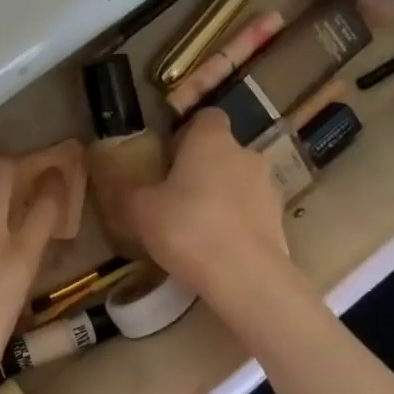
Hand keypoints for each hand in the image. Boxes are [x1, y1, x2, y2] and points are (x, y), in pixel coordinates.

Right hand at [113, 108, 291, 302]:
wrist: (245, 276)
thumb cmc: (188, 228)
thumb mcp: (140, 211)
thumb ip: (127, 192)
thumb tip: (113, 181)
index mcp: (212, 140)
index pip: (205, 116)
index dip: (187, 133)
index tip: (169, 156)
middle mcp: (245, 154)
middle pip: (222, 151)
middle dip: (202, 168)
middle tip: (175, 196)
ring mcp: (268, 187)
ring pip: (238, 181)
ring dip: (221, 195)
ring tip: (197, 227)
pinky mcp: (279, 219)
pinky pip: (251, 211)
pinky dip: (236, 221)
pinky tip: (217, 247)